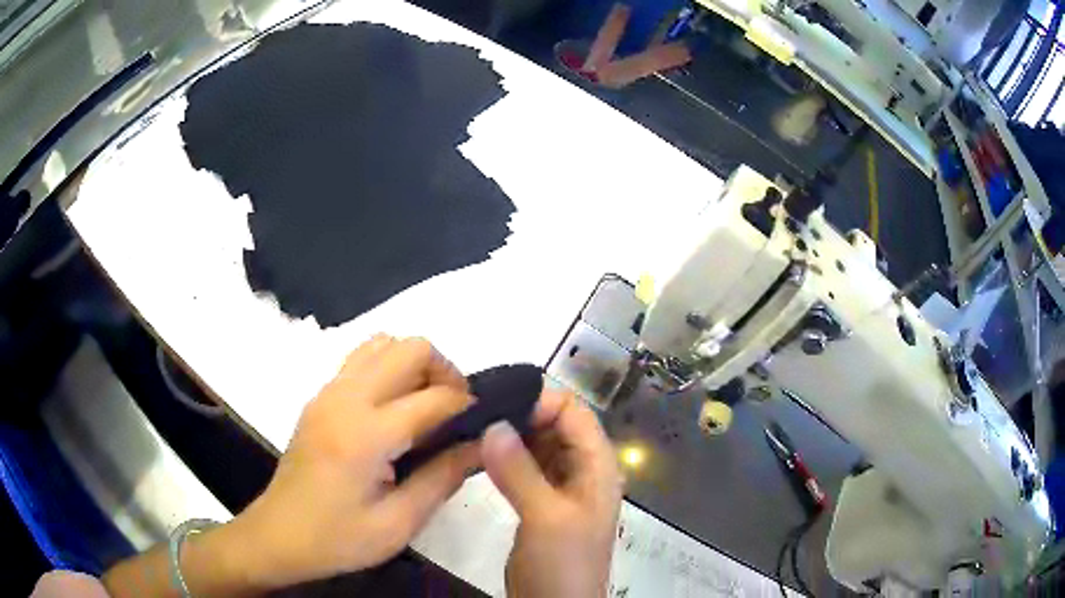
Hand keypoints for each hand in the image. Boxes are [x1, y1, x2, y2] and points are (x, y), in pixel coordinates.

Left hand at [229, 335, 479, 588]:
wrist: (279, 535)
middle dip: (444, 371)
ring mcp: (328, 393)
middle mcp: (346, 399)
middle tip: (455, 412)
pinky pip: (362, 359)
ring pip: (383, 343)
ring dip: (414, 365)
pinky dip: (388, 369)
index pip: (434, 397)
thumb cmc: (339, 538)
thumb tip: (481, 445)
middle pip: (409, 347)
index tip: (482, 425)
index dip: (467, 405)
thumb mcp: (399, 523)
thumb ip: (443, 478)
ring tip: (425, 407)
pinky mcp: (319, 398)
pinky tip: (393, 411)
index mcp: (366, 434)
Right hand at [481, 390, 621, 597]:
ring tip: (470, 426)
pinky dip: (504, 457)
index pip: (574, 411)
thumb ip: (519, 470)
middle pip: (555, 424)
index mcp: (597, 465)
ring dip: (509, 435)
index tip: (497, 405)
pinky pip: (524, 467)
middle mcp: (582, 468)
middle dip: (520, 414)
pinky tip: (478, 453)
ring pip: (537, 444)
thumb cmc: (563, 563)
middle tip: (474, 412)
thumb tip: (491, 423)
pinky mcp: (539, 501)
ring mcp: (560, 485)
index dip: (540, 402)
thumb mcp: (545, 516)